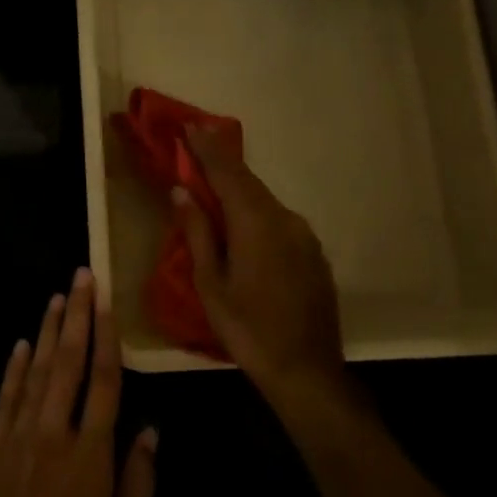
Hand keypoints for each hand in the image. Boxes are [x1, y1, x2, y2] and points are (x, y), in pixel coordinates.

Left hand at [0, 269, 157, 496]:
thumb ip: (135, 483)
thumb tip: (149, 431)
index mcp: (91, 455)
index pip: (105, 382)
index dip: (107, 337)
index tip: (107, 301)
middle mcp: (54, 434)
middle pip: (69, 363)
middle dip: (76, 316)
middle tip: (81, 276)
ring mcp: (18, 439)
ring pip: (36, 372)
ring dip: (48, 331)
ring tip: (56, 297)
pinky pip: (6, 399)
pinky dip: (14, 368)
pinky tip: (22, 344)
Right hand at [174, 125, 343, 397]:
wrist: (307, 371)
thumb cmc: (248, 330)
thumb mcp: (211, 285)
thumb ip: (198, 234)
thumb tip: (183, 193)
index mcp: (256, 224)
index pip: (228, 174)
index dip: (207, 148)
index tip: (190, 125)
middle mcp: (285, 220)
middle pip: (249, 182)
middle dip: (222, 160)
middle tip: (199, 140)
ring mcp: (305, 236)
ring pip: (266, 200)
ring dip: (240, 186)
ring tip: (216, 178)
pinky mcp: (313, 253)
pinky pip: (279, 219)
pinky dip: (257, 209)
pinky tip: (244, 219)